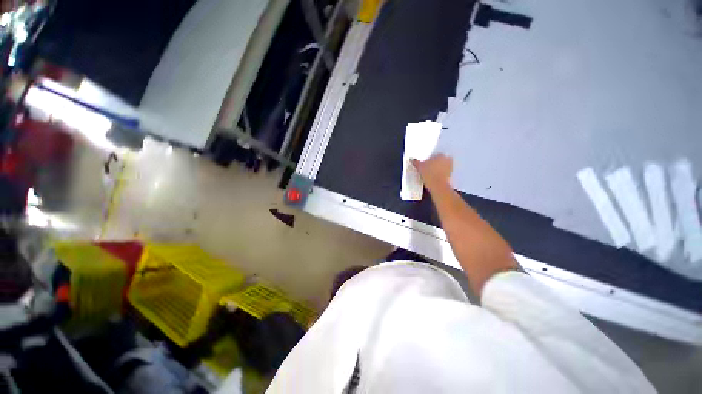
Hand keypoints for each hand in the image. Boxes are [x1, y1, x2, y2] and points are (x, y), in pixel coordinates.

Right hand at [411, 154, 452, 190]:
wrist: (437, 185)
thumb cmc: (429, 173)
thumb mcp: (419, 167)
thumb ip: (416, 162)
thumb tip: (412, 160)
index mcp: (441, 155)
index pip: (435, 155)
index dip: (429, 160)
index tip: (425, 164)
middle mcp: (447, 160)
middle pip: (439, 160)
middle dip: (434, 164)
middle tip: (427, 168)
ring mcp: (450, 168)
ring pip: (442, 167)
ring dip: (437, 169)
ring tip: (429, 174)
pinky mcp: (450, 176)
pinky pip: (443, 173)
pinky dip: (439, 175)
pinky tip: (433, 178)